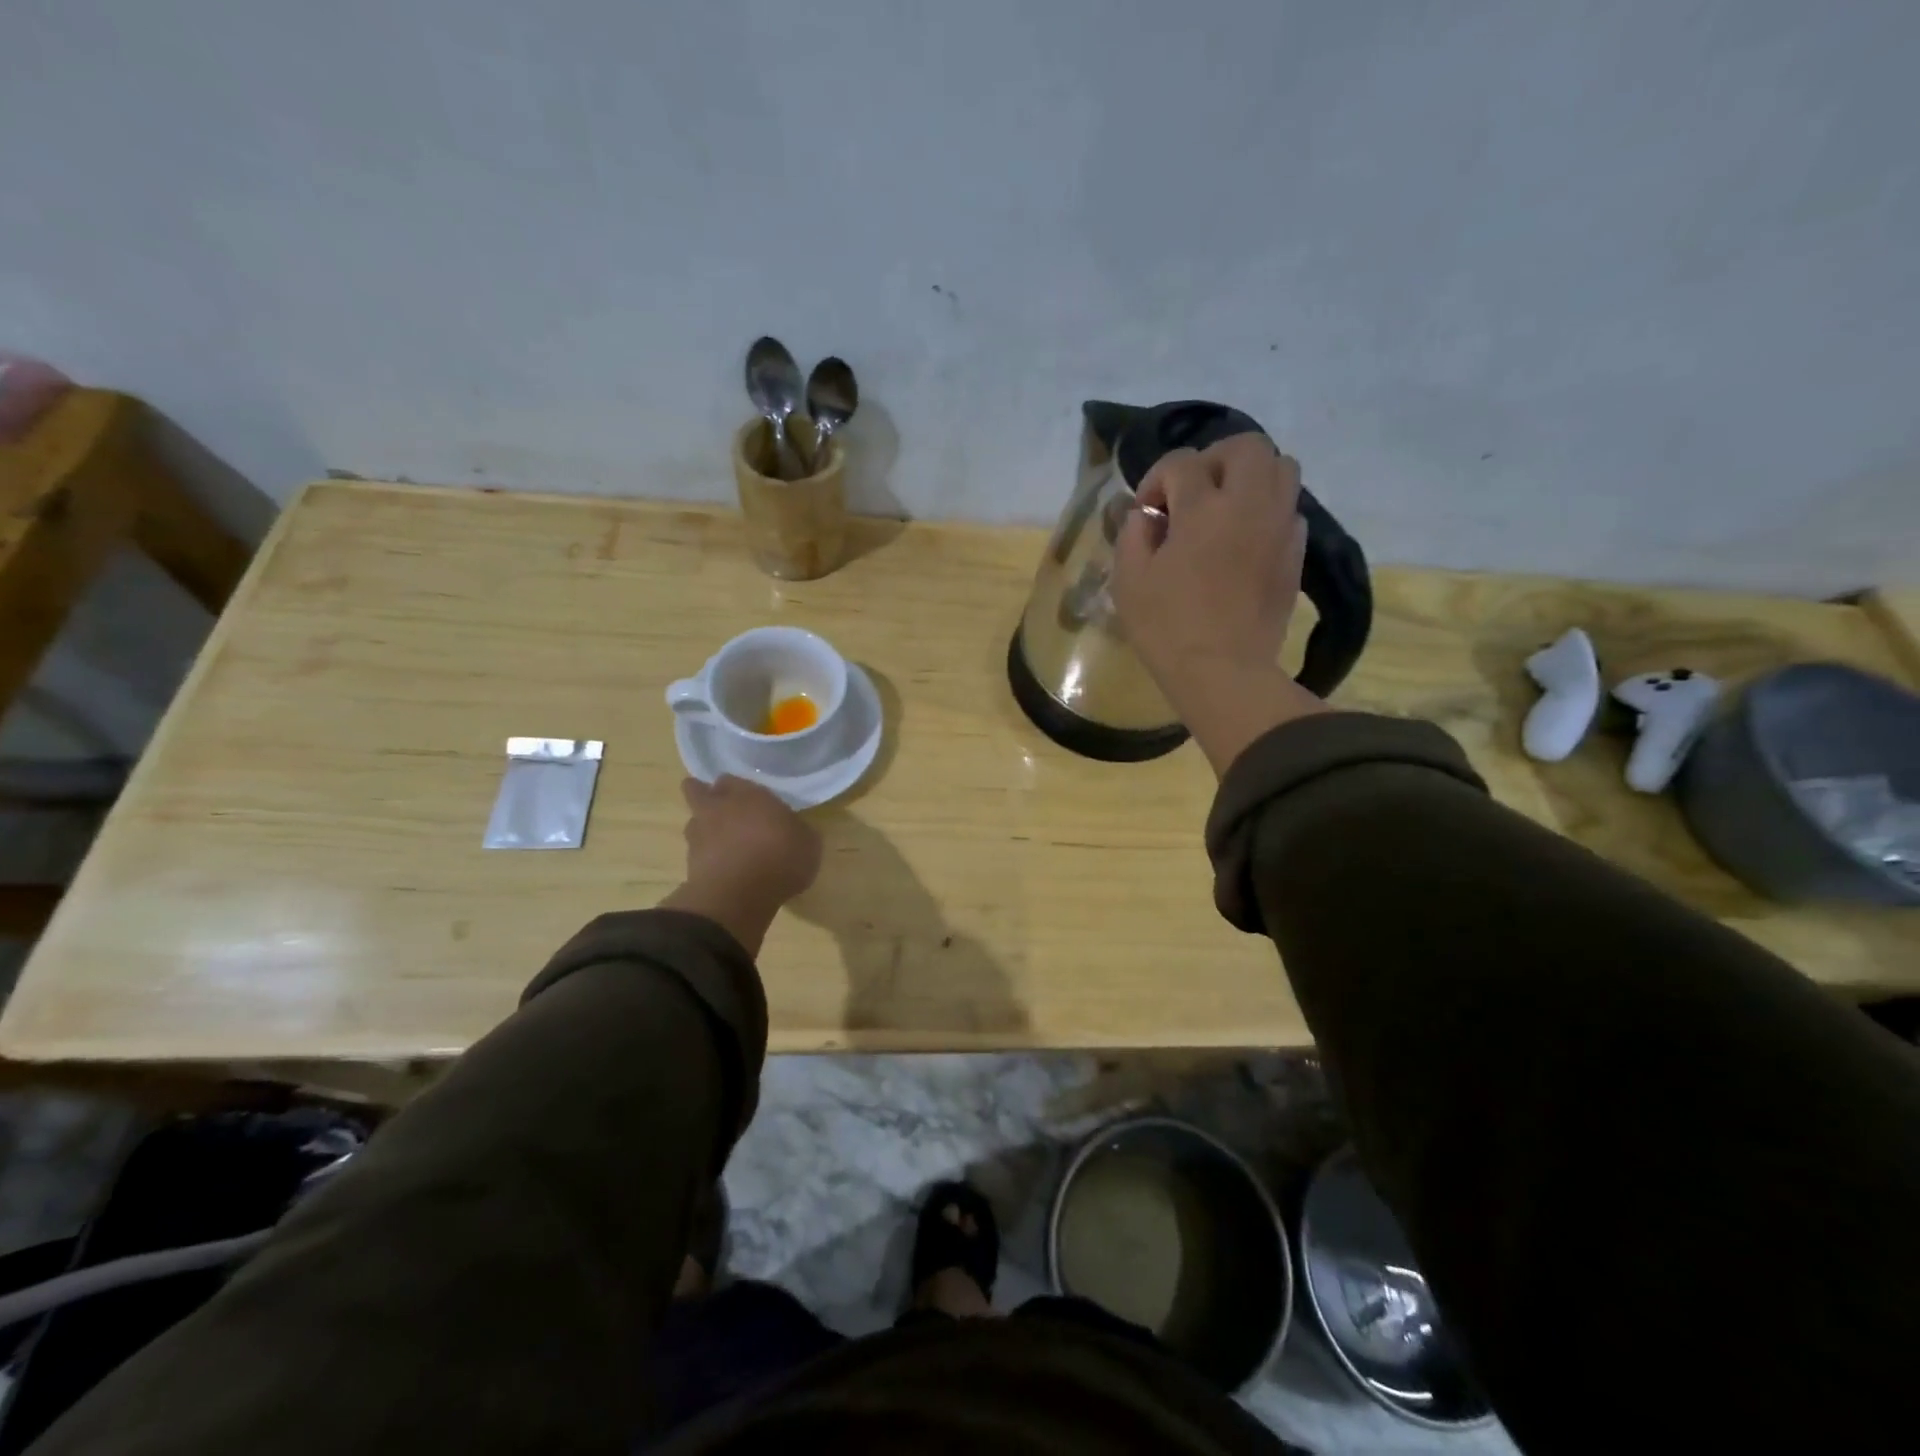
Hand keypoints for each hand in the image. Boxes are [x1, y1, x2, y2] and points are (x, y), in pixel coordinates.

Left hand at [662, 776, 820, 955]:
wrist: (739, 896)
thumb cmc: (779, 859)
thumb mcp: (808, 843)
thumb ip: (797, 829)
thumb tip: (793, 829)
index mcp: (749, 795)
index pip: (734, 780)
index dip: (738, 788)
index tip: (749, 798)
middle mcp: (719, 808)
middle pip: (698, 791)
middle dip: (705, 795)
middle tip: (721, 808)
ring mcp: (699, 835)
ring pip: (694, 822)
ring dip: (704, 828)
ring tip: (722, 843)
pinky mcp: (689, 863)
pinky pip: (697, 852)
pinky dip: (706, 857)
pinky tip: (722, 867)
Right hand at [1111, 434, 1327, 773]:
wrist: (1222, 671)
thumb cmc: (1167, 628)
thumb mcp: (1129, 580)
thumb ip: (1133, 534)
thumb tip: (1147, 515)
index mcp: (1203, 509)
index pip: (1182, 462)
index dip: (1157, 480)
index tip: (1147, 513)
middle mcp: (1249, 504)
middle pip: (1244, 446)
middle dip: (1211, 460)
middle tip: (1191, 494)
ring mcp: (1279, 526)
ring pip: (1281, 467)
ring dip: (1248, 477)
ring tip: (1223, 509)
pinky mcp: (1295, 553)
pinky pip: (1289, 508)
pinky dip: (1266, 510)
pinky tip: (1243, 540)